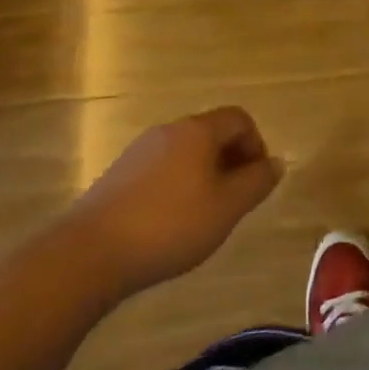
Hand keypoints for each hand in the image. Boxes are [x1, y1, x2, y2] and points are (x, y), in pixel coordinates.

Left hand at [78, 108, 281, 298]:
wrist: (91, 251)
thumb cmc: (170, 225)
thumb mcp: (227, 208)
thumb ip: (256, 182)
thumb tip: (277, 162)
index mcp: (198, 130)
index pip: (239, 118)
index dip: (256, 145)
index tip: (257, 181)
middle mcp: (169, 130)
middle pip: (211, 133)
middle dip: (231, 161)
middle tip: (235, 202)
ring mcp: (140, 150)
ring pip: (185, 152)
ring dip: (203, 175)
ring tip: (204, 216)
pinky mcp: (119, 174)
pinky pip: (161, 169)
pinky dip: (176, 186)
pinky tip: (170, 223)